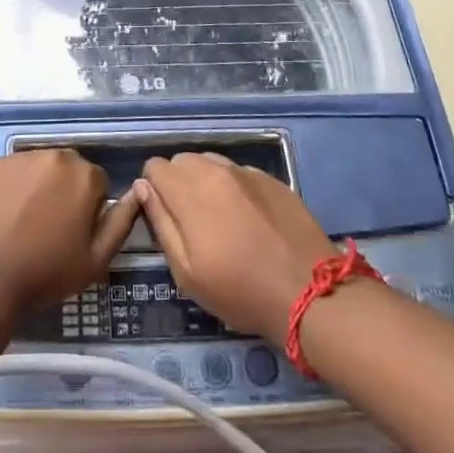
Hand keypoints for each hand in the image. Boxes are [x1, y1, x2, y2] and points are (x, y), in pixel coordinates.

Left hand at [0, 149, 139, 312]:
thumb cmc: (46, 272)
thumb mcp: (96, 260)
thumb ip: (121, 223)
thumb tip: (138, 192)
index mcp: (84, 176)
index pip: (97, 183)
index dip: (89, 208)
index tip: (74, 232)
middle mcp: (55, 155)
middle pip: (68, 168)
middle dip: (64, 190)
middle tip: (49, 225)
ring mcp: (19, 156)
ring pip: (38, 167)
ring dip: (38, 185)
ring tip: (23, 220)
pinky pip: (9, 171)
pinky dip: (10, 186)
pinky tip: (1, 213)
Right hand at [136, 153, 338, 344]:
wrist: (310, 292)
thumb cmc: (240, 291)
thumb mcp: (187, 272)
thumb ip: (161, 223)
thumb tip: (144, 188)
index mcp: (189, 191)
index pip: (155, 166)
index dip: (153, 189)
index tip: (165, 215)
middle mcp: (215, 171)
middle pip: (182, 160)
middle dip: (178, 182)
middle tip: (191, 220)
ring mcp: (246, 172)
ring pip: (210, 162)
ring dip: (205, 181)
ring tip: (220, 217)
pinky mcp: (271, 179)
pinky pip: (239, 172)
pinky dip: (234, 187)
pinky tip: (248, 218)